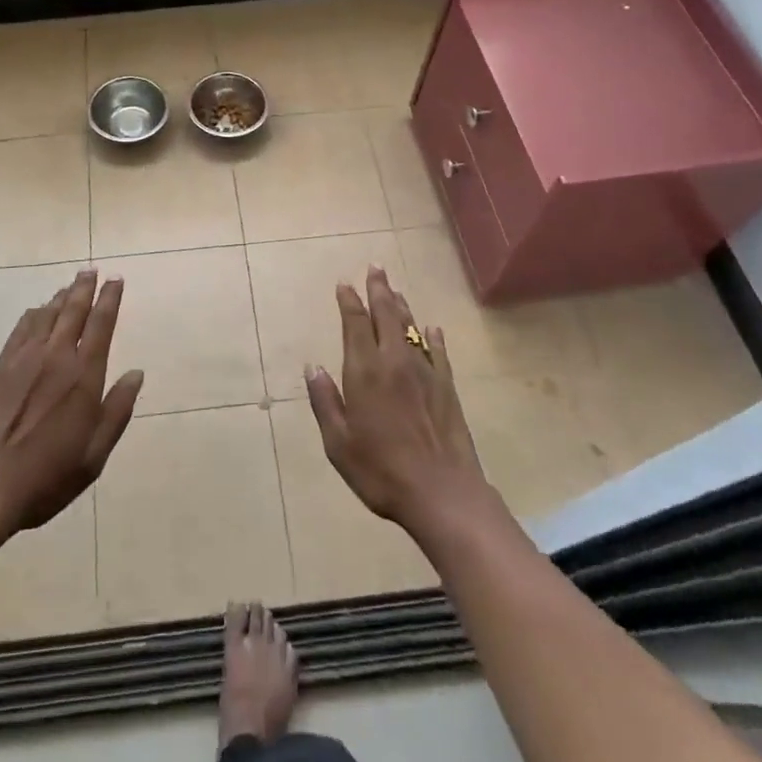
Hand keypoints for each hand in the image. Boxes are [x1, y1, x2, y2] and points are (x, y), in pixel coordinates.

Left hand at [0, 271, 144, 538]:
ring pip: (46, 315)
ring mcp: (23, 360)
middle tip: (91, 270)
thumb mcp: (93, 456)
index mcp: (83, 377)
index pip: (101, 325)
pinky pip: (21, 329)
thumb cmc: (45, 479)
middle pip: (73, 311)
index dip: (110, 299)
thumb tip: (136, 374)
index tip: (116, 280)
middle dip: (84, 288)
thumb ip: (117, 412)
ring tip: (70, 285)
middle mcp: (55, 358)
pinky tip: (37, 312)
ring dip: (60, 297)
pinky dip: (34, 314)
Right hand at [305, 267, 493, 539]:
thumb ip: (325, 401)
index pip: (355, 325)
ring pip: (411, 328)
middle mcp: (395, 362)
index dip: (349, 302)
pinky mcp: (447, 388)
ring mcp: (425, 373)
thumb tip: (314, 367)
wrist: (441, 493)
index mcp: (365, 372)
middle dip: (379, 290)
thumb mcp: (338, 442)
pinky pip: (438, 352)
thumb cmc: (380, 470)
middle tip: (376, 268)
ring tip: (395, 291)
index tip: (344, 284)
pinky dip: (432, 337)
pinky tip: (431, 329)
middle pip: (386, 315)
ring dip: (401, 306)